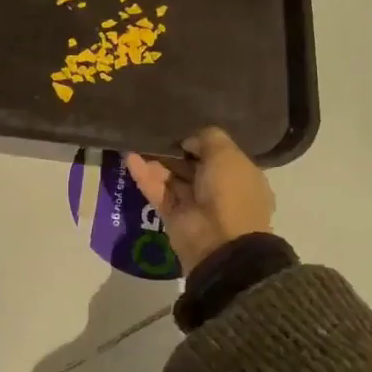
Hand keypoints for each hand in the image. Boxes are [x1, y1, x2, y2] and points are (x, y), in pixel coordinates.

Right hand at [125, 127, 274, 272]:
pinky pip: (158, 192)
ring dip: (157, 161)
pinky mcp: (173, 216)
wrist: (219, 242)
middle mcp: (220, 191)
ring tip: (138, 140)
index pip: (221, 156)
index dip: (203, 143)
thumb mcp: (226, 155)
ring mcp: (195, 205)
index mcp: (242, 177)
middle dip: (176, 152)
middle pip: (194, 166)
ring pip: (173, 179)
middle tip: (156, 132)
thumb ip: (208, 139)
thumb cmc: (230, 192)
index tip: (183, 130)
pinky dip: (145, 176)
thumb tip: (188, 141)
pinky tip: (129, 157)